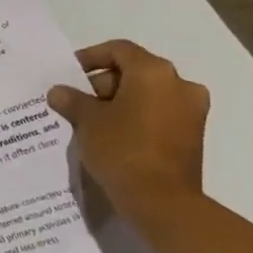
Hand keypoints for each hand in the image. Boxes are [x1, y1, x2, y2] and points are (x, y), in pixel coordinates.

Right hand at [47, 40, 208, 209]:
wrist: (162, 201)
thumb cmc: (122, 149)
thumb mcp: (87, 121)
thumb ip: (72, 100)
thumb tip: (59, 92)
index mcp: (154, 72)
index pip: (119, 50)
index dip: (91, 57)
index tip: (70, 74)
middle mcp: (180, 85)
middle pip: (136, 71)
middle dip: (104, 83)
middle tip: (77, 101)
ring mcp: (192, 112)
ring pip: (149, 94)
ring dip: (121, 102)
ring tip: (92, 121)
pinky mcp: (194, 136)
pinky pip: (160, 114)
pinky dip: (137, 117)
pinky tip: (114, 135)